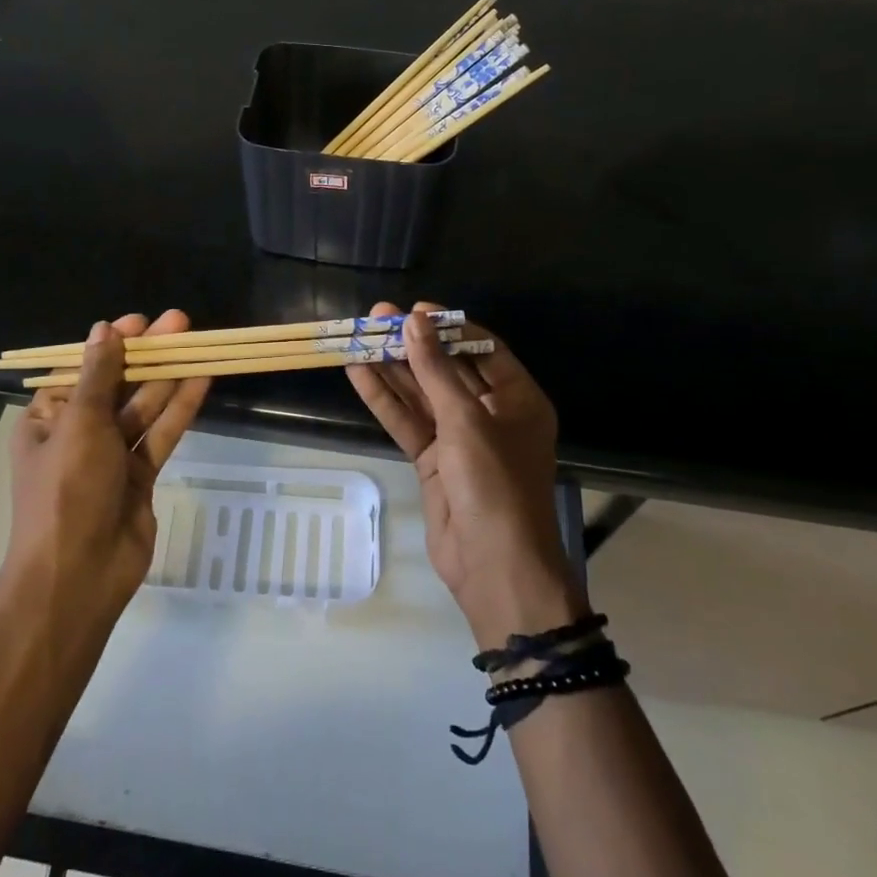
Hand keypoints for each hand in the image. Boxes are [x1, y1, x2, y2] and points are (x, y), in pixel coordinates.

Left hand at [7, 310, 210, 619]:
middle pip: (117, 384)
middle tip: (180, 322)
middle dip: (147, 354)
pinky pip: (160, 435)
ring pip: (143, 407)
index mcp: (48, 419)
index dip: (111, 344)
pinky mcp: (139, 477)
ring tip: (197, 343)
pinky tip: (202, 381)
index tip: (140, 321)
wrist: (79, 575)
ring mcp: (110, 457)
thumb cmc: (68, 491)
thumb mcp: (79, 424)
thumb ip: (99, 375)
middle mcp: (78, 434)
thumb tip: (104, 329)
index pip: (83, 370)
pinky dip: (179, 409)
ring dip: (168, 376)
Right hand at [346, 302, 584, 648]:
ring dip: (392, 368)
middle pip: (446, 369)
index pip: (482, 349)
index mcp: (518, 399)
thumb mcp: (467, 420)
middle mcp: (491, 413)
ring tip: (358, 337)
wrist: (494, 567)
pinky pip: (408, 422)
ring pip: (422, 394)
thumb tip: (413, 321)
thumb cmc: (496, 484)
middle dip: (412, 344)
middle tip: (376, 317)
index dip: (448, 326)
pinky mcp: (434, 461)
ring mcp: (460, 438)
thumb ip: (436, 370)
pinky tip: (358, 374)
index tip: (414, 309)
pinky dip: (385, 400)